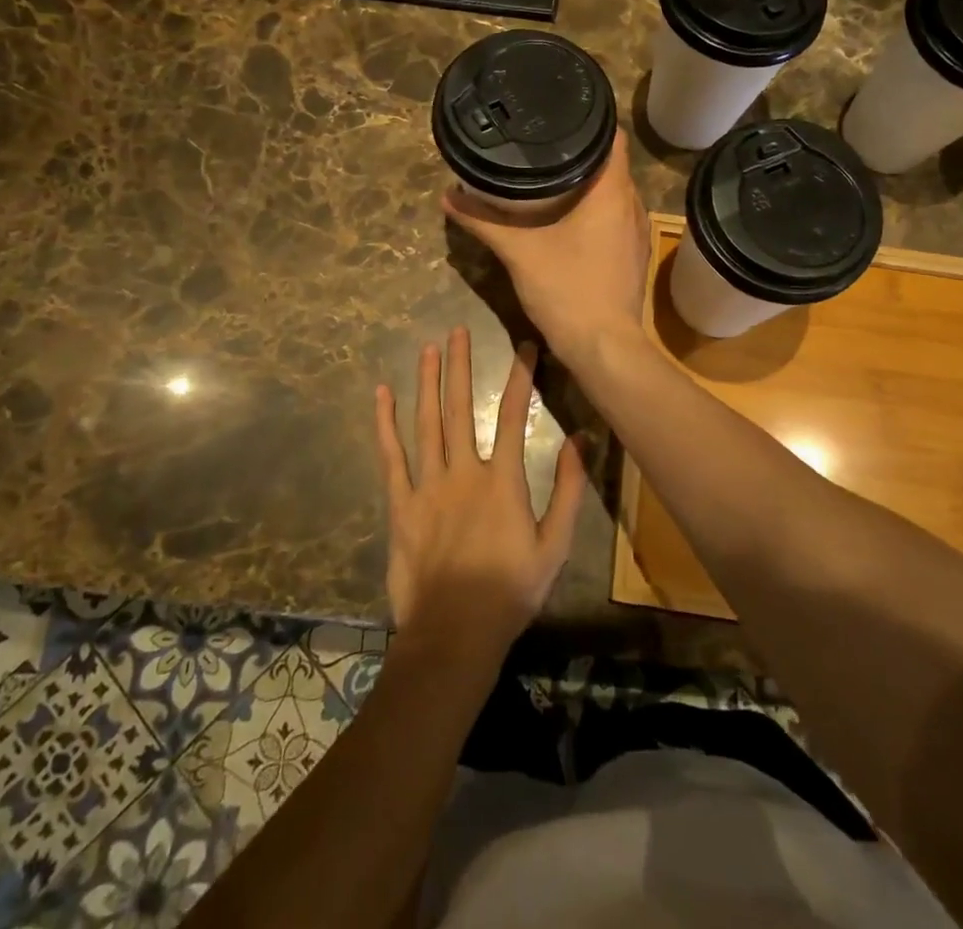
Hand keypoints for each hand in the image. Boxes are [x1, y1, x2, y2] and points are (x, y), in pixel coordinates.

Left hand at [374, 327, 585, 657]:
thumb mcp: (555, 545)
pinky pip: (391, 457)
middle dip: (460, 365)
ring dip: (427, 382)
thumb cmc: (510, 590)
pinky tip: (381, 395)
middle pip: (460, 407)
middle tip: (457, 330)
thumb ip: (569, 490)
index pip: (514, 414)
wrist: (455, 632)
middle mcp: (464, 471)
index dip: (520, 376)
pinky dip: (385, 424)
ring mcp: (428, 485)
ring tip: (427, 348)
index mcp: (503, 480)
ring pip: (426, 422)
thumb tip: (581, 439)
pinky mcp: (400, 504)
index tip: (524, 346)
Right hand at [442, 130, 648, 365]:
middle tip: (545, 145)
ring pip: (615, 194)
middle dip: (581, 153)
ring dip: (590, 184)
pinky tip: (572, 218)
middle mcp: (633, 205)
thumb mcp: (519, 252)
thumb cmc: (567, 289)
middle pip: (612, 164)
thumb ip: (484, 221)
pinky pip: (617, 218)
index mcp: (613, 192)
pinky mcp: (634, 256)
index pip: (611, 137)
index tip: (560, 115)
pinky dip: (597, 211)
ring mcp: (638, 233)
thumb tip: (448, 197)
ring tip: (554, 176)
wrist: (604, 347)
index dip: (590, 121)